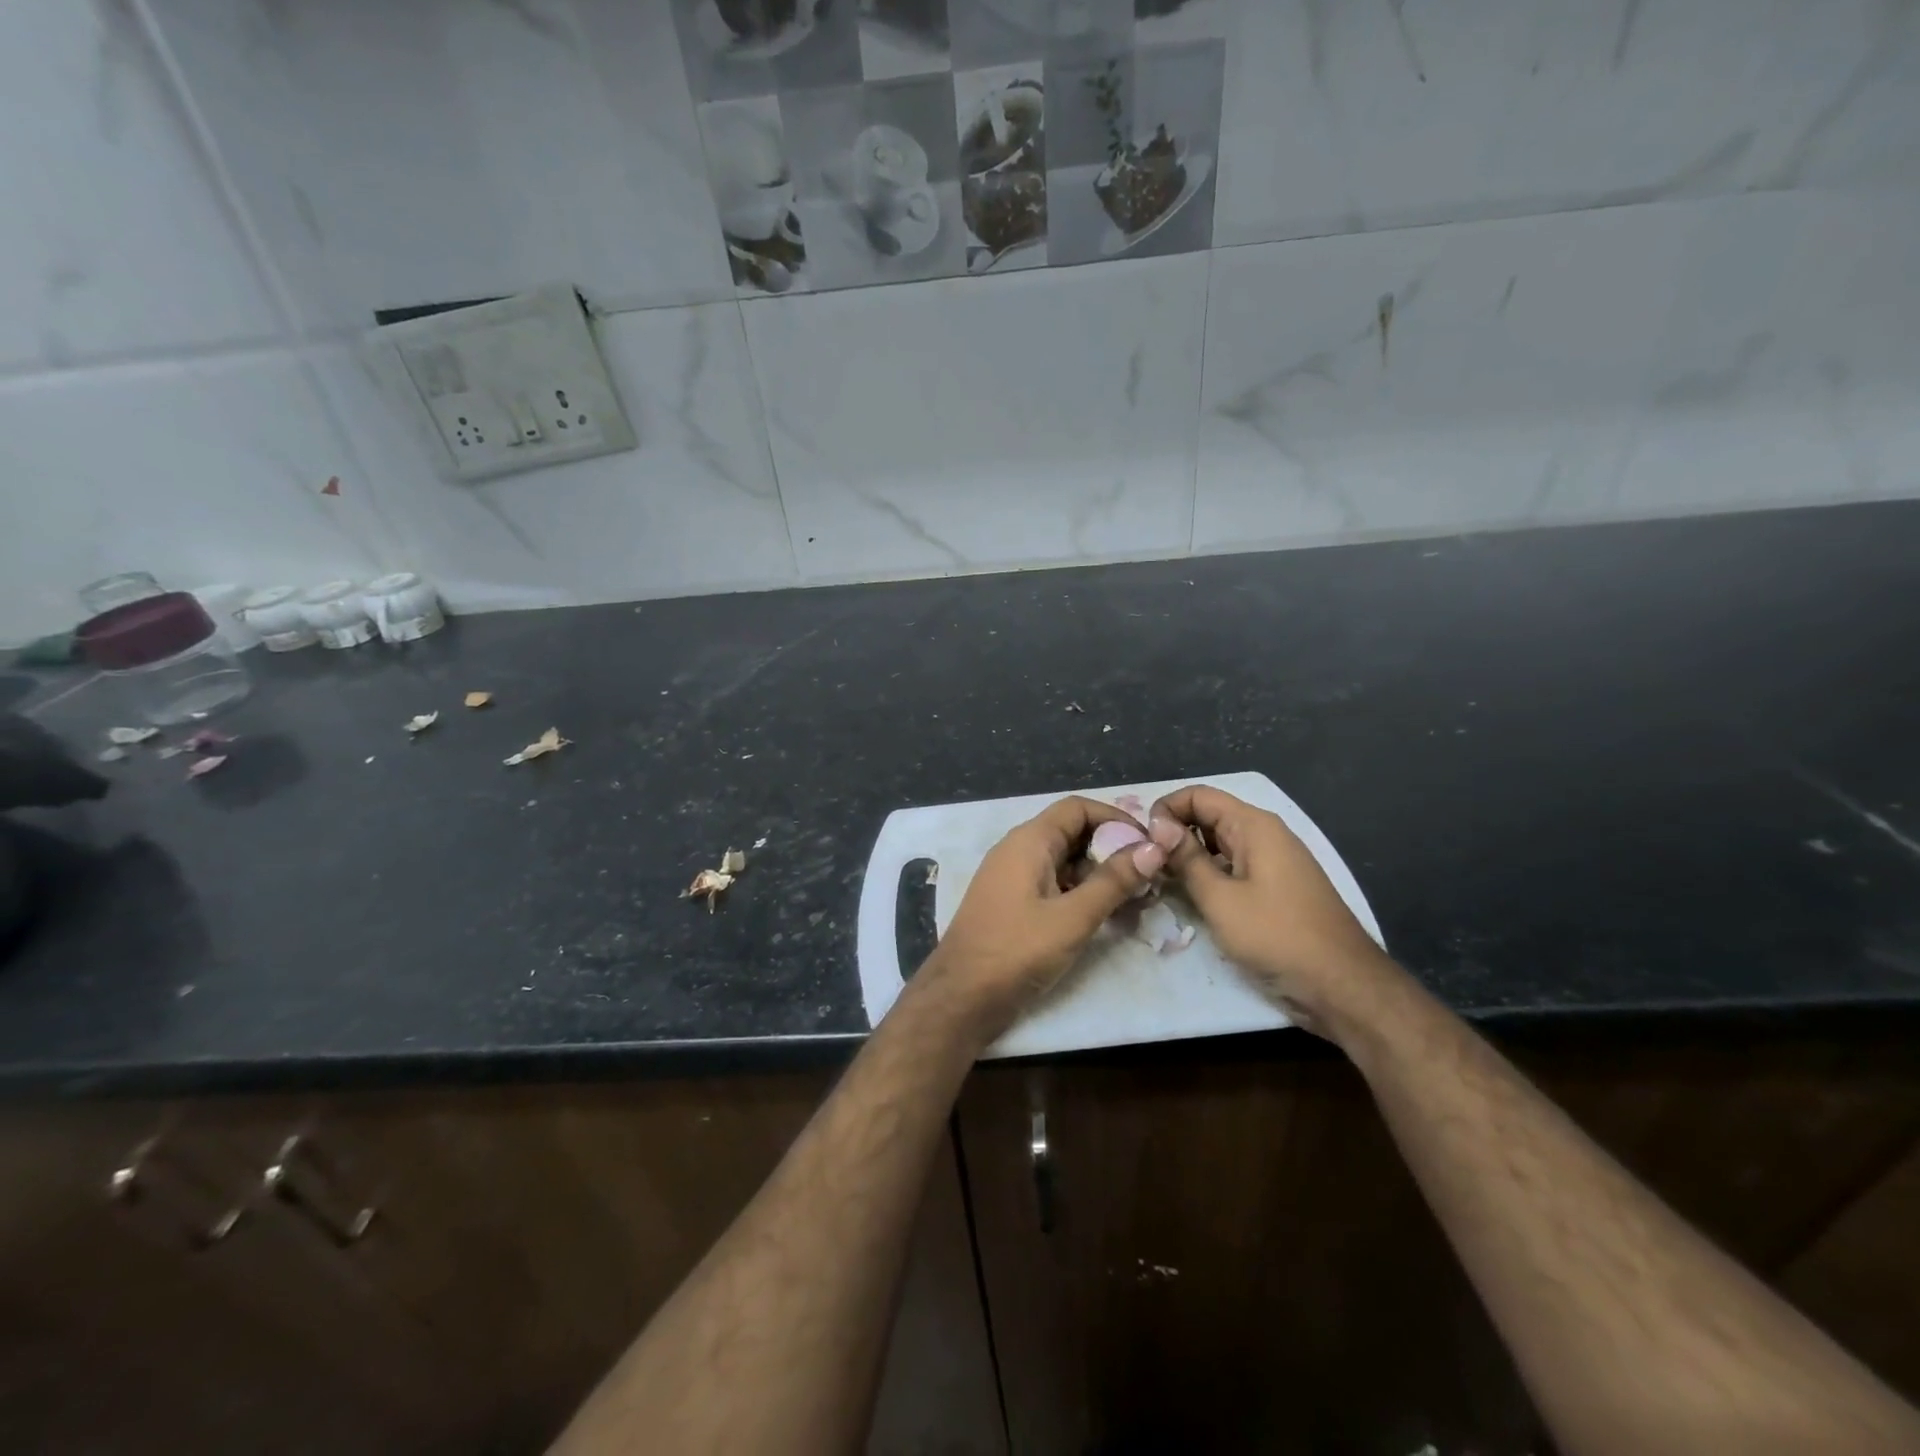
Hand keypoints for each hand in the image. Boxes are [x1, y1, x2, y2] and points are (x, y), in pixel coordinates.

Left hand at [920, 796, 1165, 1042]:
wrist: (962, 997)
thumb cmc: (1016, 950)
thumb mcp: (1073, 917)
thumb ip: (1113, 881)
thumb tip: (1154, 847)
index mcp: (1029, 841)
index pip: (1077, 808)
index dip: (1116, 819)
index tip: (1149, 844)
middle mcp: (1018, 850)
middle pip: (1072, 833)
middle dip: (1112, 849)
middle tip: (1149, 876)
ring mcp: (1013, 877)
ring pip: (1065, 862)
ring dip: (1100, 875)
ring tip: (1137, 900)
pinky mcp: (1013, 903)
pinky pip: (1053, 884)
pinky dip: (1081, 893)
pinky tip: (1107, 917)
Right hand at [1146, 785, 1398, 1037]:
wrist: (1343, 986)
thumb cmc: (1277, 936)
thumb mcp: (1220, 899)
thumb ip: (1186, 860)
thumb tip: (1157, 826)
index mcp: (1254, 826)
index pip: (1198, 795)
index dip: (1166, 811)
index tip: (1143, 842)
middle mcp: (1265, 835)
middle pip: (1208, 818)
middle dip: (1174, 835)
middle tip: (1145, 865)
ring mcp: (1273, 862)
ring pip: (1219, 845)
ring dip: (1189, 859)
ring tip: (1160, 883)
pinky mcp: (1276, 888)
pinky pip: (1234, 868)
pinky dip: (1209, 876)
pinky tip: (1190, 900)